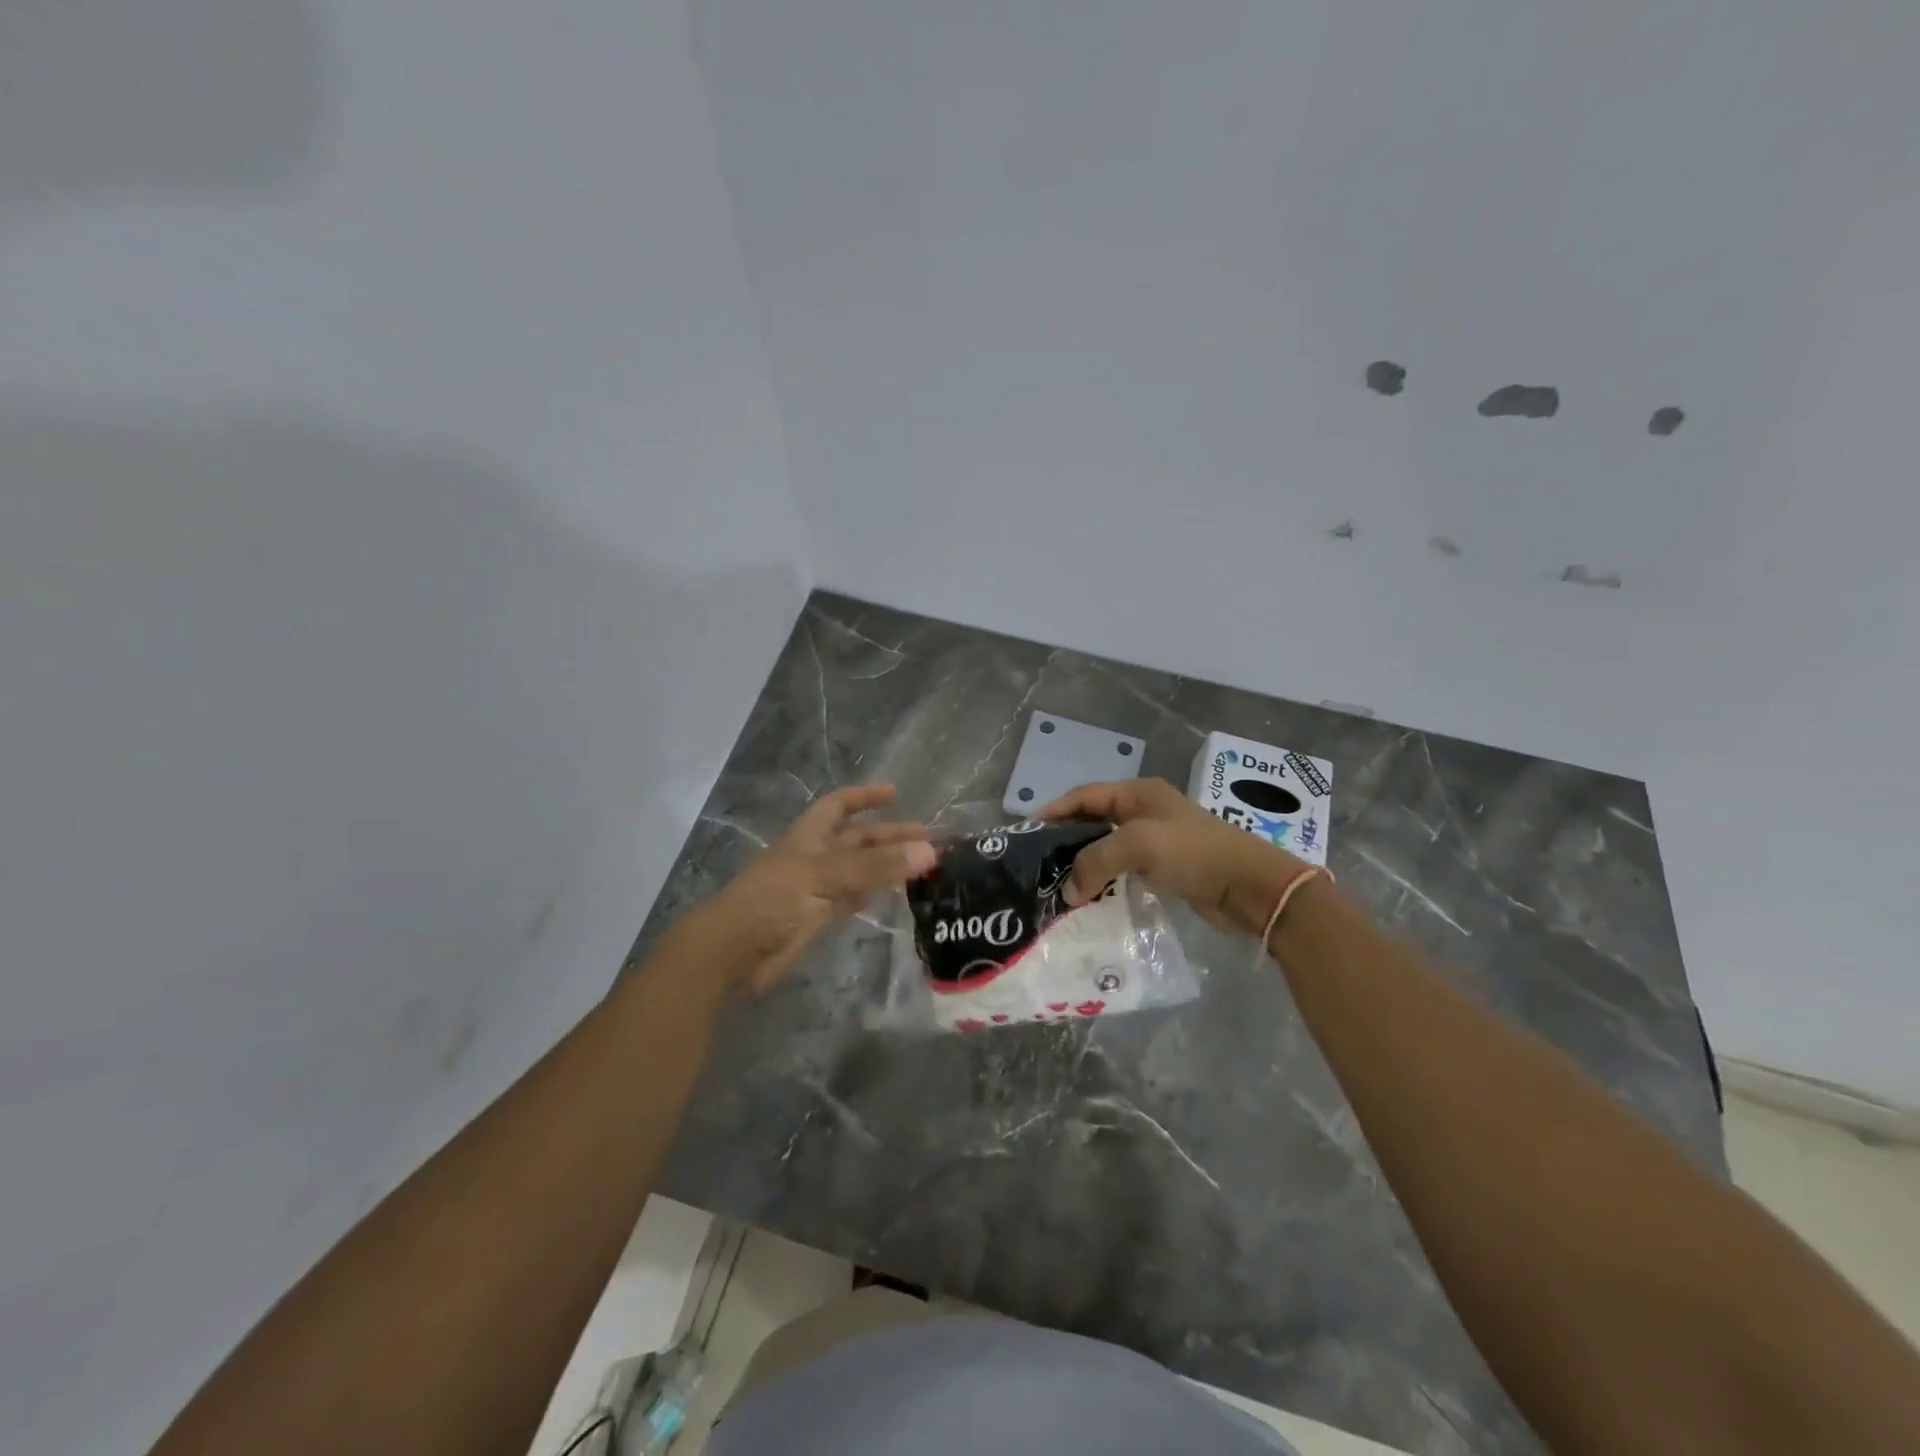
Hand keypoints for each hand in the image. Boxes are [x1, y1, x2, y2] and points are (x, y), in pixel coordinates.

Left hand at [690, 784, 934, 994]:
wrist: (733, 952)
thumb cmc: (773, 901)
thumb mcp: (825, 875)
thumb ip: (875, 866)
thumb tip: (928, 851)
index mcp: (809, 836)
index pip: (839, 805)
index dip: (864, 796)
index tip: (895, 793)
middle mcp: (815, 857)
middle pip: (857, 840)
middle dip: (890, 836)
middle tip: (931, 841)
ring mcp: (816, 888)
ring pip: (859, 870)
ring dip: (887, 866)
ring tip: (923, 866)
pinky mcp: (817, 918)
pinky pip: (852, 899)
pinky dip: (873, 893)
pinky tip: (893, 894)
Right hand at [1040, 777, 1305, 938]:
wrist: (1250, 886)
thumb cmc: (1193, 853)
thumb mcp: (1138, 845)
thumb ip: (1095, 861)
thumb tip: (1068, 891)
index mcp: (1138, 793)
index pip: (1084, 796)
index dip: (1054, 811)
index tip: (1027, 832)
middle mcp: (1144, 811)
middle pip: (1093, 820)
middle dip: (1066, 840)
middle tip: (1038, 864)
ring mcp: (1156, 840)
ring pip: (1108, 847)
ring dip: (1085, 864)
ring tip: (1058, 885)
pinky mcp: (1165, 867)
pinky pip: (1124, 869)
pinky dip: (1105, 880)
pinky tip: (1090, 898)